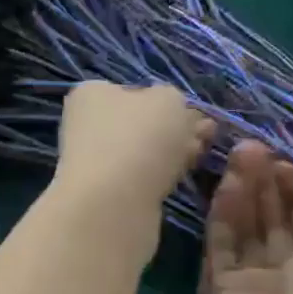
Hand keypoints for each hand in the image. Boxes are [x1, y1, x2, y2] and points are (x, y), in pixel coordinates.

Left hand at [51, 82, 212, 237]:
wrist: (114, 203)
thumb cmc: (140, 137)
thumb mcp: (169, 99)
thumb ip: (176, 100)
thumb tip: (177, 114)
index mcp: (91, 93)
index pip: (134, 91)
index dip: (167, 101)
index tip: (195, 114)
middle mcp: (86, 125)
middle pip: (141, 123)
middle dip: (176, 128)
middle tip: (206, 136)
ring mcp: (93, 162)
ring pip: (143, 151)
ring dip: (173, 152)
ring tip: (199, 156)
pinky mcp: (105, 193)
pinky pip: (141, 177)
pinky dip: (161, 176)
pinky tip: (180, 177)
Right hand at [197, 140, 292, 293]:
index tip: (286, 165)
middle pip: (275, 223)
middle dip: (268, 186)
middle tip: (254, 148)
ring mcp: (255, 283)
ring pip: (247, 229)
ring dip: (244, 191)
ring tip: (239, 153)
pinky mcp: (221, 287)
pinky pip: (223, 244)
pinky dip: (224, 214)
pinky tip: (227, 183)